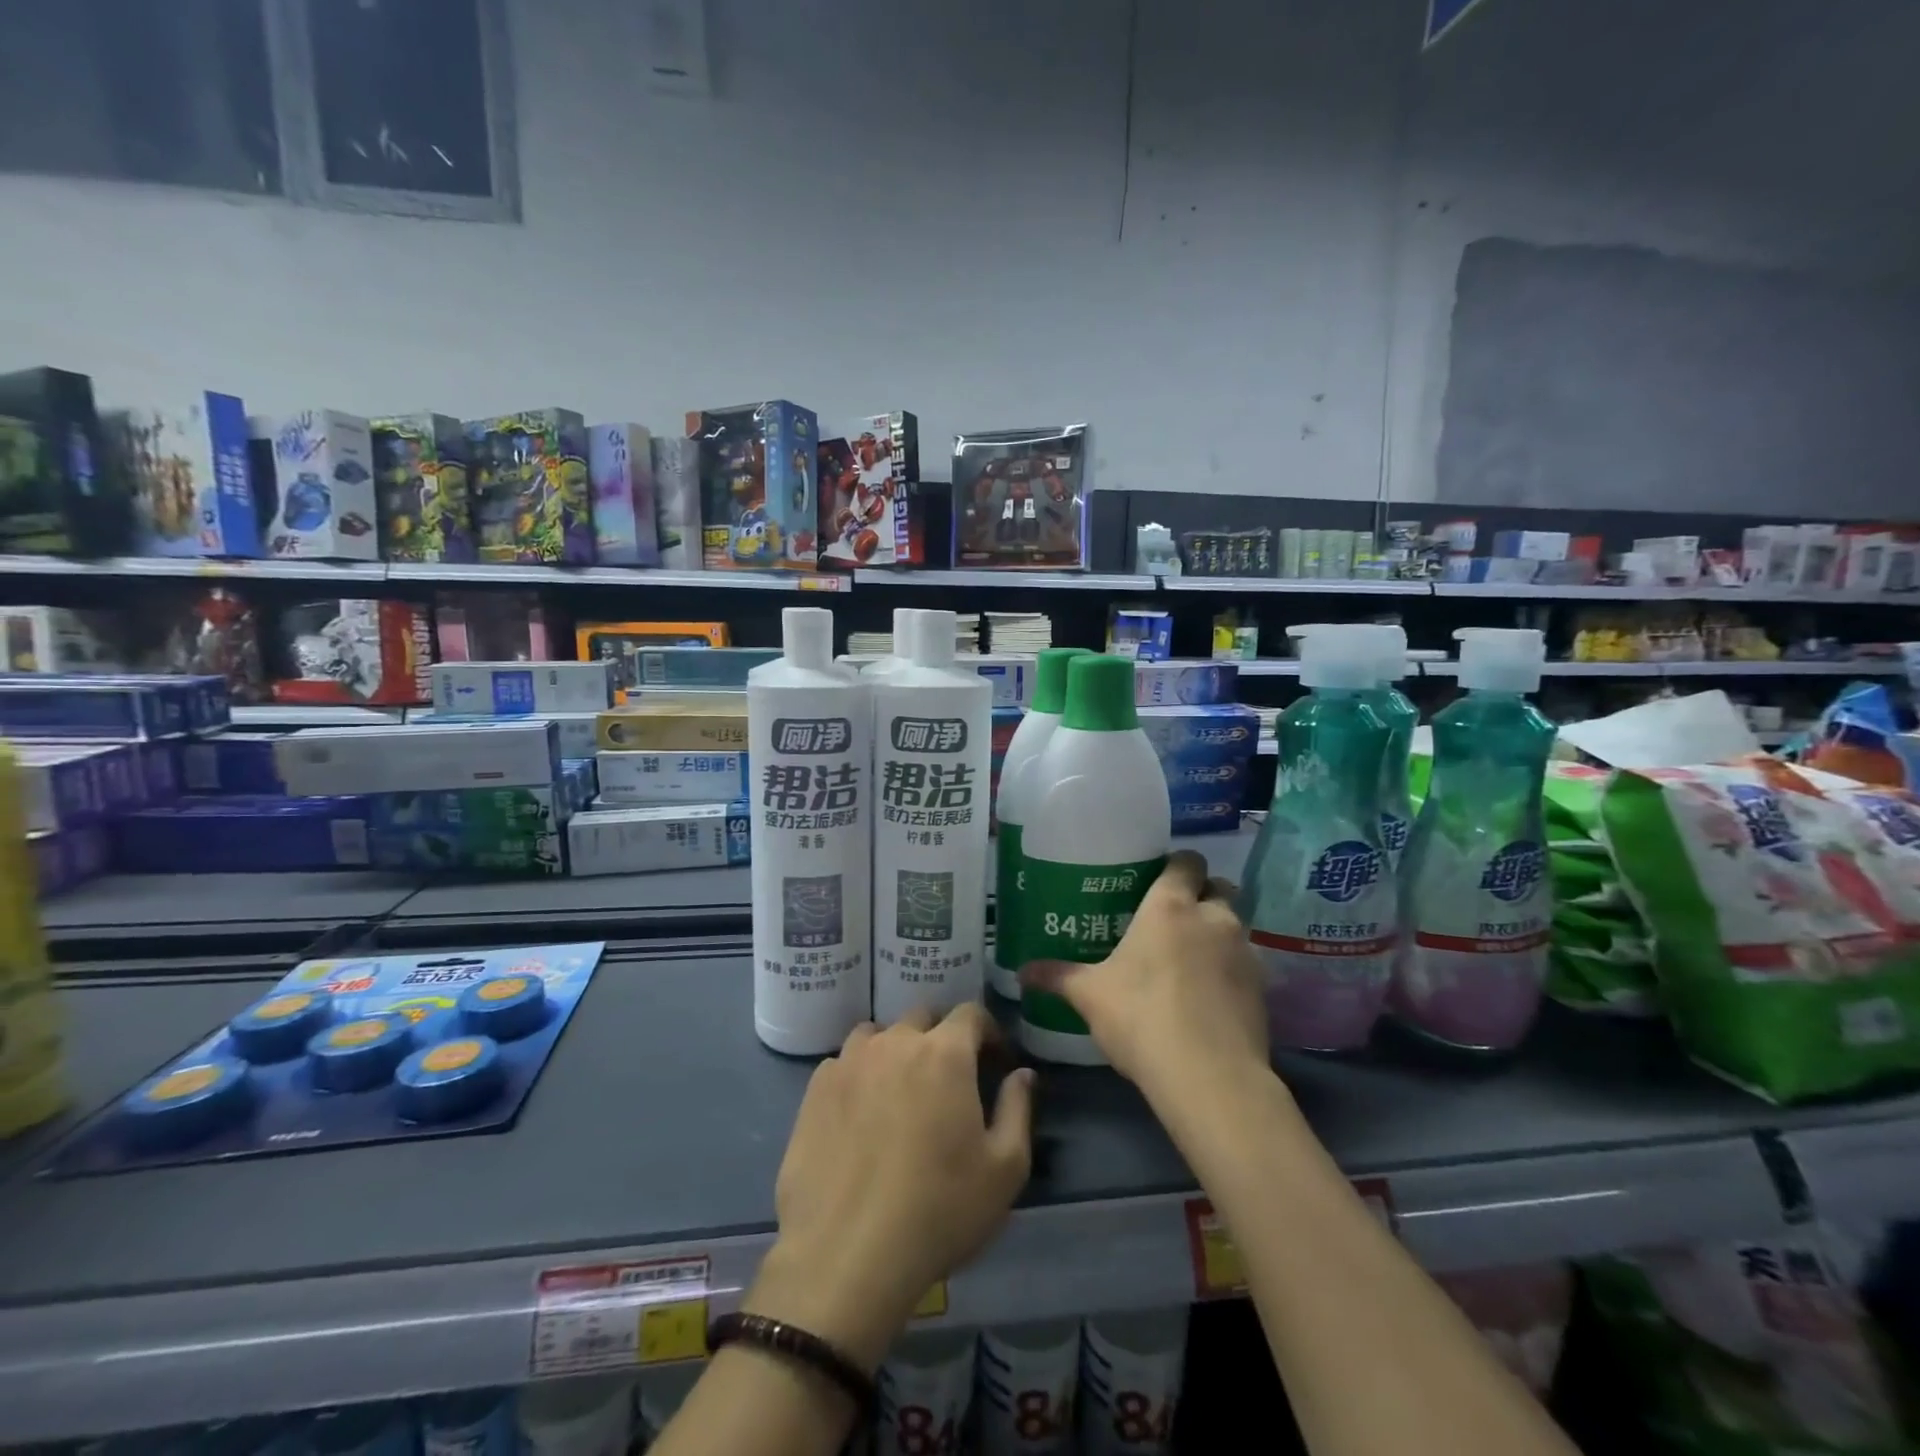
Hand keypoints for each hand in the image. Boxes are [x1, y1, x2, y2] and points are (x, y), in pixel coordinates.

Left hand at [747, 1004, 1034, 1369]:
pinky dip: (859, 1076)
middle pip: (923, 1018)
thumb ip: (1018, 1108)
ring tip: (900, 1092)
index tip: (995, 1061)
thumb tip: (1022, 1073)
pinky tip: (860, 1115)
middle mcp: (895, 1042)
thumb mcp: (1004, 1169)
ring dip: (897, 1051)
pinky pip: (844, 1064)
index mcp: (945, 1053)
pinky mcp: (815, 1090)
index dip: (988, 1032)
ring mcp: (849, 1062)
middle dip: (943, 1039)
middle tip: (949, 1081)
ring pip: (879, 1036)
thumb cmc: (939, 1211)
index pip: (971, 1013)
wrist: (847, 1257)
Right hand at [1021, 850, 1268, 1096]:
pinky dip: (1232, 969)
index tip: (1159, 882)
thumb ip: (1058, 977)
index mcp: (1170, 906)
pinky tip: (1211, 995)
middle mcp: (1212, 917)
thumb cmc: (1142, 1018)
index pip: (1187, 861)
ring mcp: (1243, 950)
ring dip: (1219, 932)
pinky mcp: (1263, 986)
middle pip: (1219, 887)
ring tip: (1193, 959)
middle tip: (1176, 919)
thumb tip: (1021, 972)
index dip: (1177, 867)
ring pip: (1236, 924)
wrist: (1209, 1076)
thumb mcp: (1090, 997)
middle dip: (1203, 895)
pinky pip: (1247, 962)